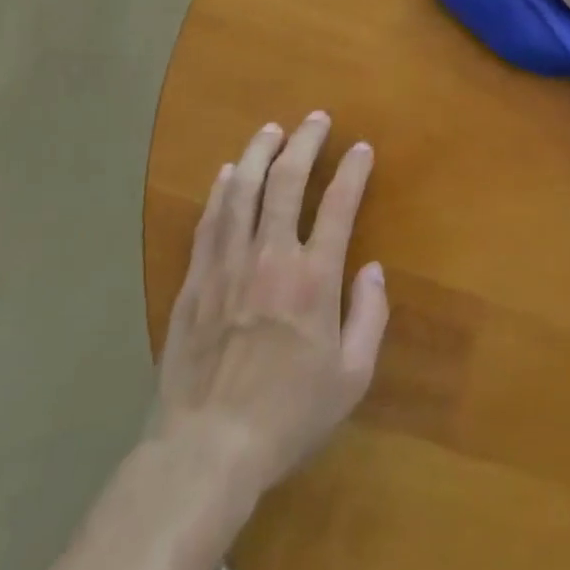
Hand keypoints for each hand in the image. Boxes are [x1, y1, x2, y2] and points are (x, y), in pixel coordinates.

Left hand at [155, 112, 388, 499]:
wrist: (206, 451)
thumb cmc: (287, 417)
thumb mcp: (351, 379)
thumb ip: (370, 317)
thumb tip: (374, 269)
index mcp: (313, 279)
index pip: (338, 204)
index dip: (352, 170)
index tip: (361, 148)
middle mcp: (271, 257)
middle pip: (286, 181)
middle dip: (305, 142)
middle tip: (316, 118)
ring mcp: (228, 265)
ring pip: (242, 190)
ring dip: (259, 152)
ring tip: (272, 129)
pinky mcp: (195, 280)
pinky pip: (209, 221)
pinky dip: (221, 190)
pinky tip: (228, 173)